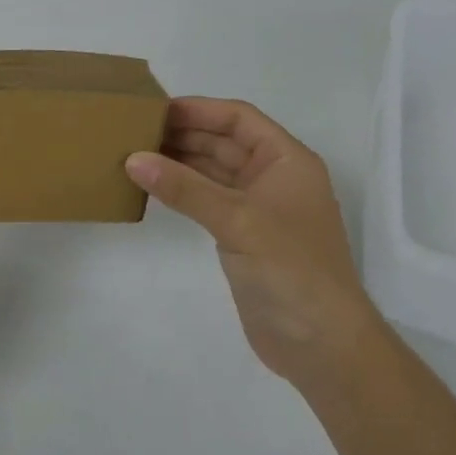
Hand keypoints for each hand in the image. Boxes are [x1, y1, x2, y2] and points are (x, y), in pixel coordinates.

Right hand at [127, 97, 373, 386]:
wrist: (322, 346)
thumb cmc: (290, 268)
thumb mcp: (237, 220)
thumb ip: (184, 188)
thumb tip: (133, 159)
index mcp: (287, 160)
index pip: (239, 119)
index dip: (199, 109)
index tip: (156, 109)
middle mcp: (274, 177)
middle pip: (224, 142)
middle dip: (184, 134)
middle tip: (135, 130)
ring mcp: (259, 209)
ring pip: (214, 171)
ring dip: (180, 162)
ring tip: (136, 154)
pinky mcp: (244, 236)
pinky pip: (208, 200)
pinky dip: (183, 191)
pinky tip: (154, 187)